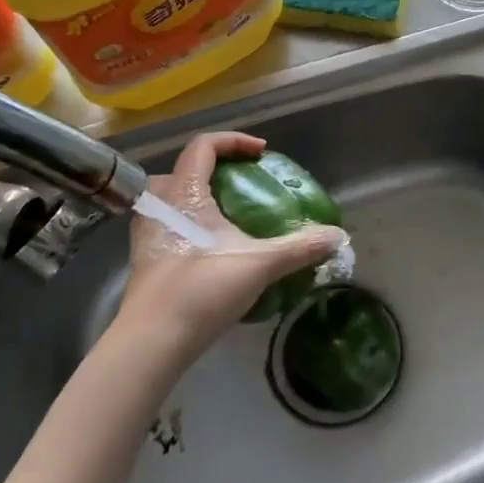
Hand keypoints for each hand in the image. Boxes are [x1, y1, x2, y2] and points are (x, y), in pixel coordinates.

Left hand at [113, 131, 343, 368]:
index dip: (234, 141)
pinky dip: (190, 223)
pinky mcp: (145, 259)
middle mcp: (159, 205)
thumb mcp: (260, 264)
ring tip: (230, 215)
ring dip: (199, 197)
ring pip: (171, 198)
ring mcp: (147, 233)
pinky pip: (168, 224)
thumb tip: (338, 236)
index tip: (261, 154)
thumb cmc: (201, 290)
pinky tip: (212, 247)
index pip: (203, 146)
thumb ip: (300, 247)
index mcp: (184, 193)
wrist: (151, 342)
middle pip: (183, 169)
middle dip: (214, 169)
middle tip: (243, 184)